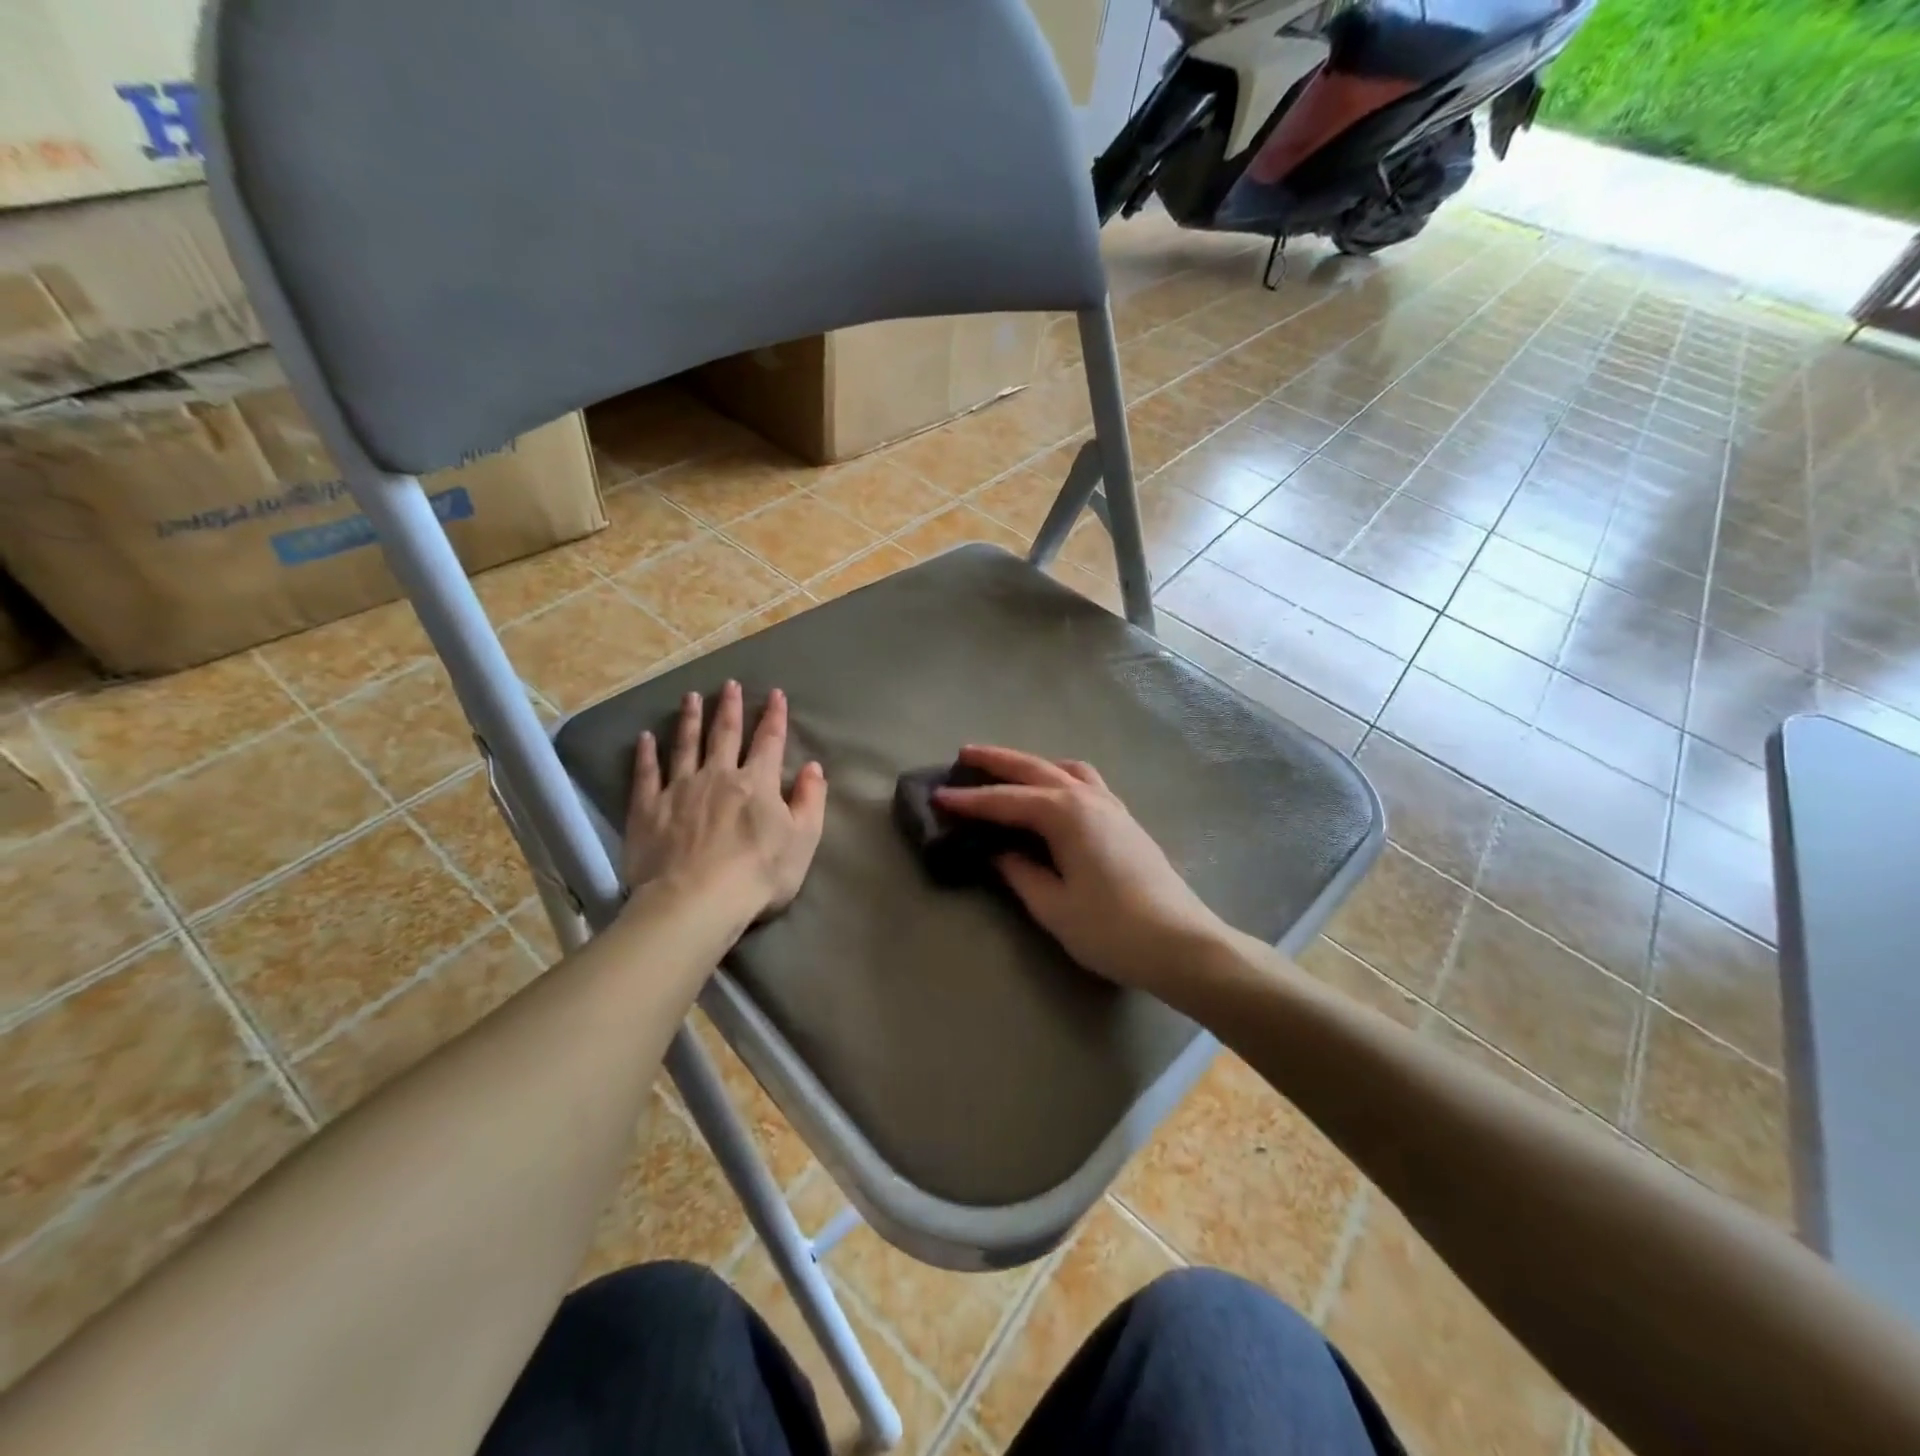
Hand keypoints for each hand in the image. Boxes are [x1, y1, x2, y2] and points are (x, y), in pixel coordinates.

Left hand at [622, 682, 826, 924]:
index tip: (775, 694)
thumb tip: (813, 767)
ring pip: (685, 745)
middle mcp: (718, 775)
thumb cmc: (758, 875)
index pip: (769, 740)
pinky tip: (645, 738)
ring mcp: (679, 789)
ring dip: (690, 719)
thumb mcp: (803, 840)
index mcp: (757, 782)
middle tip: (729, 684)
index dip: (774, 716)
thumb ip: (810, 801)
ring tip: (691, 698)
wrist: (697, 902)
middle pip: (724, 734)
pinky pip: (646, 774)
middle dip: (729, 707)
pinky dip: (646, 754)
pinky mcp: (648, 809)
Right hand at [934, 745, 1227, 993]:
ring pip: (1065, 769)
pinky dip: (1060, 776)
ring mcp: (1111, 806)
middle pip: (1035, 768)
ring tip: (1008, 770)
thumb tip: (998, 852)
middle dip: (997, 761)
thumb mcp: (1054, 906)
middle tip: (964, 754)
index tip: (938, 795)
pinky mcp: (1125, 820)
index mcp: (1066, 814)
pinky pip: (1086, 782)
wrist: (1181, 944)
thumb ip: (1020, 873)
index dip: (970, 799)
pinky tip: (1054, 793)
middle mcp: (1088, 798)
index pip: (1006, 800)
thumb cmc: (1111, 929)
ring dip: (1033, 763)